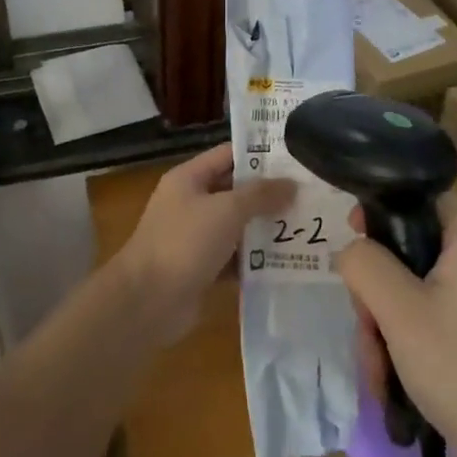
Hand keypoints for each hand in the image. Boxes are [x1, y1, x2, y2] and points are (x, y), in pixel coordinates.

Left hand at [114, 144, 294, 343]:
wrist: (147, 301)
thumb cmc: (184, 243)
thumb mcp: (226, 210)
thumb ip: (260, 195)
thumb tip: (292, 184)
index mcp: (189, 179)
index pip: (228, 155)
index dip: (260, 154)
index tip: (295, 156)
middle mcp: (191, 203)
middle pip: (235, 191)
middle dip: (269, 194)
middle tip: (310, 194)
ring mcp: (196, 237)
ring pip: (237, 226)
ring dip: (266, 228)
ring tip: (307, 226)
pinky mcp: (202, 269)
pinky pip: (235, 258)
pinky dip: (256, 260)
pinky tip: (287, 261)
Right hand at [338, 196, 456, 456]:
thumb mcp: (399, 310)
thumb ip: (365, 265)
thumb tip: (353, 251)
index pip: (423, 197)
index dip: (385, 207)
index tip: (354, 235)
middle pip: (410, 252)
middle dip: (377, 292)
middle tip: (367, 326)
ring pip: (412, 295)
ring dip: (385, 328)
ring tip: (379, 372)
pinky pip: (429, 325)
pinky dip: (406, 348)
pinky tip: (393, 385)